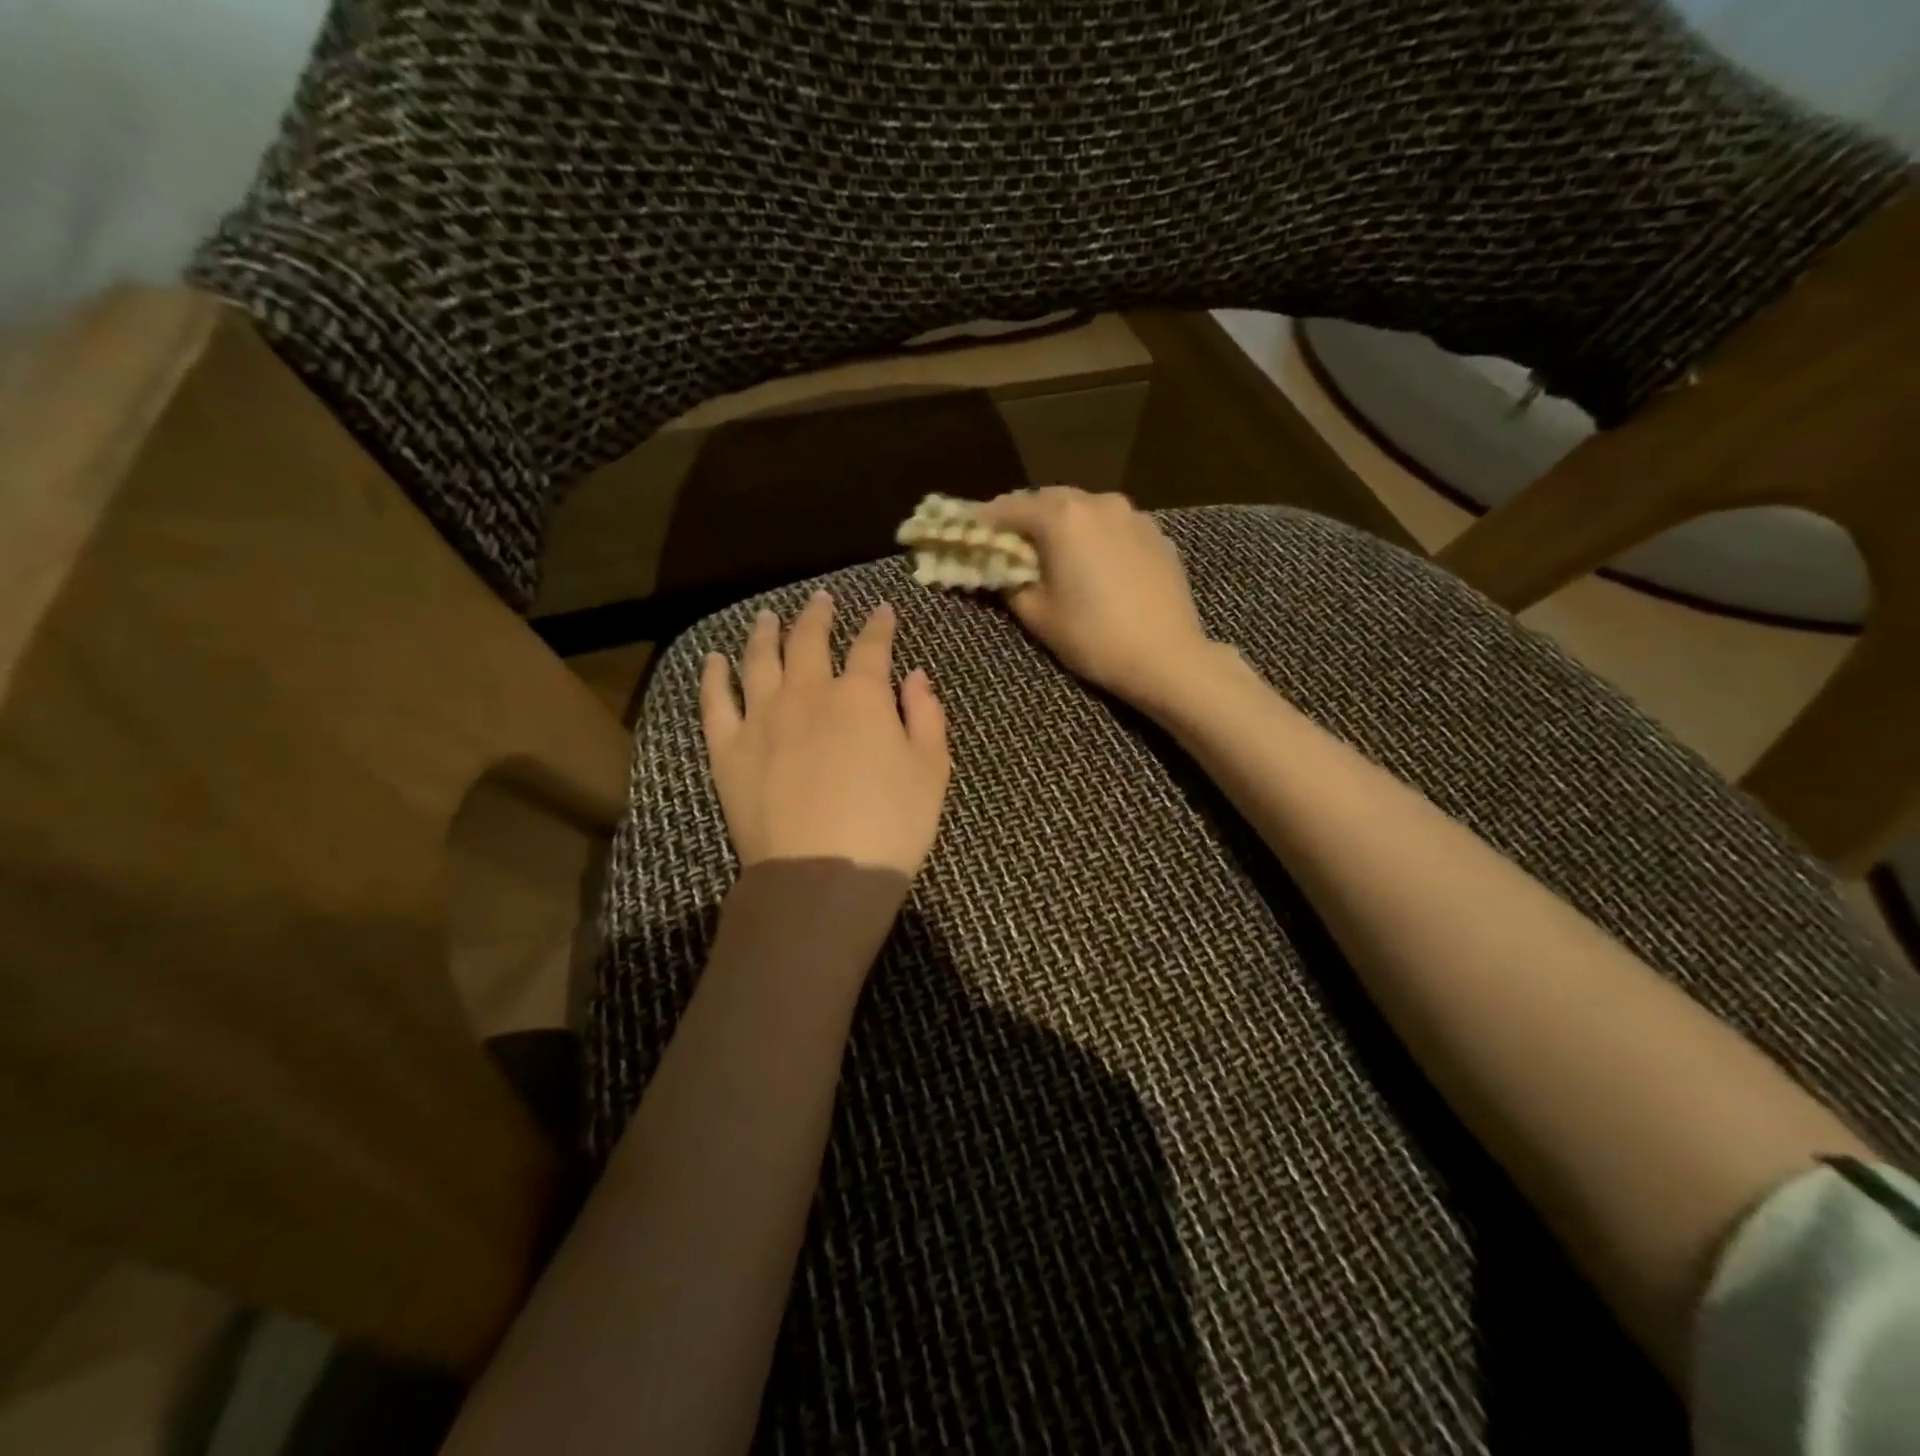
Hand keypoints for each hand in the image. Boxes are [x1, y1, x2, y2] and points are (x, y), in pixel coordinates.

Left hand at [700, 590, 949, 877]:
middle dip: (818, 615)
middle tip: (821, 599)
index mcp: (861, 695)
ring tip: (768, 616)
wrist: (822, 875)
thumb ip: (926, 716)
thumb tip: (916, 676)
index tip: (882, 610)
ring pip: (759, 659)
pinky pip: (715, 701)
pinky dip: (714, 675)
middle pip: (810, 640)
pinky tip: (715, 659)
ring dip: (765, 632)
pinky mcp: (728, 748)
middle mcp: (808, 693)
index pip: (872, 646)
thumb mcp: (932, 770)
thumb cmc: (890, 826)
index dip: (879, 625)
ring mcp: (762, 717)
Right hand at [976, 487, 1218, 710]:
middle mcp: (1097, 502)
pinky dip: (1094, 535)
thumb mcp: (1037, 615)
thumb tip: (998, 570)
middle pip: (1048, 500)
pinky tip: (1093, 563)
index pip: (1009, 507)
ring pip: (1084, 509)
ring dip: (1062, 524)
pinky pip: (1113, 525)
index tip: (970, 535)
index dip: (985, 522)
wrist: (1166, 656)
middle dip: (1025, 519)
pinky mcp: (1156, 534)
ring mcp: (1132, 515)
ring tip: (1052, 553)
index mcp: (1062, 517)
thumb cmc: (1093, 637)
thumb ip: (1009, 583)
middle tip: (1009, 546)